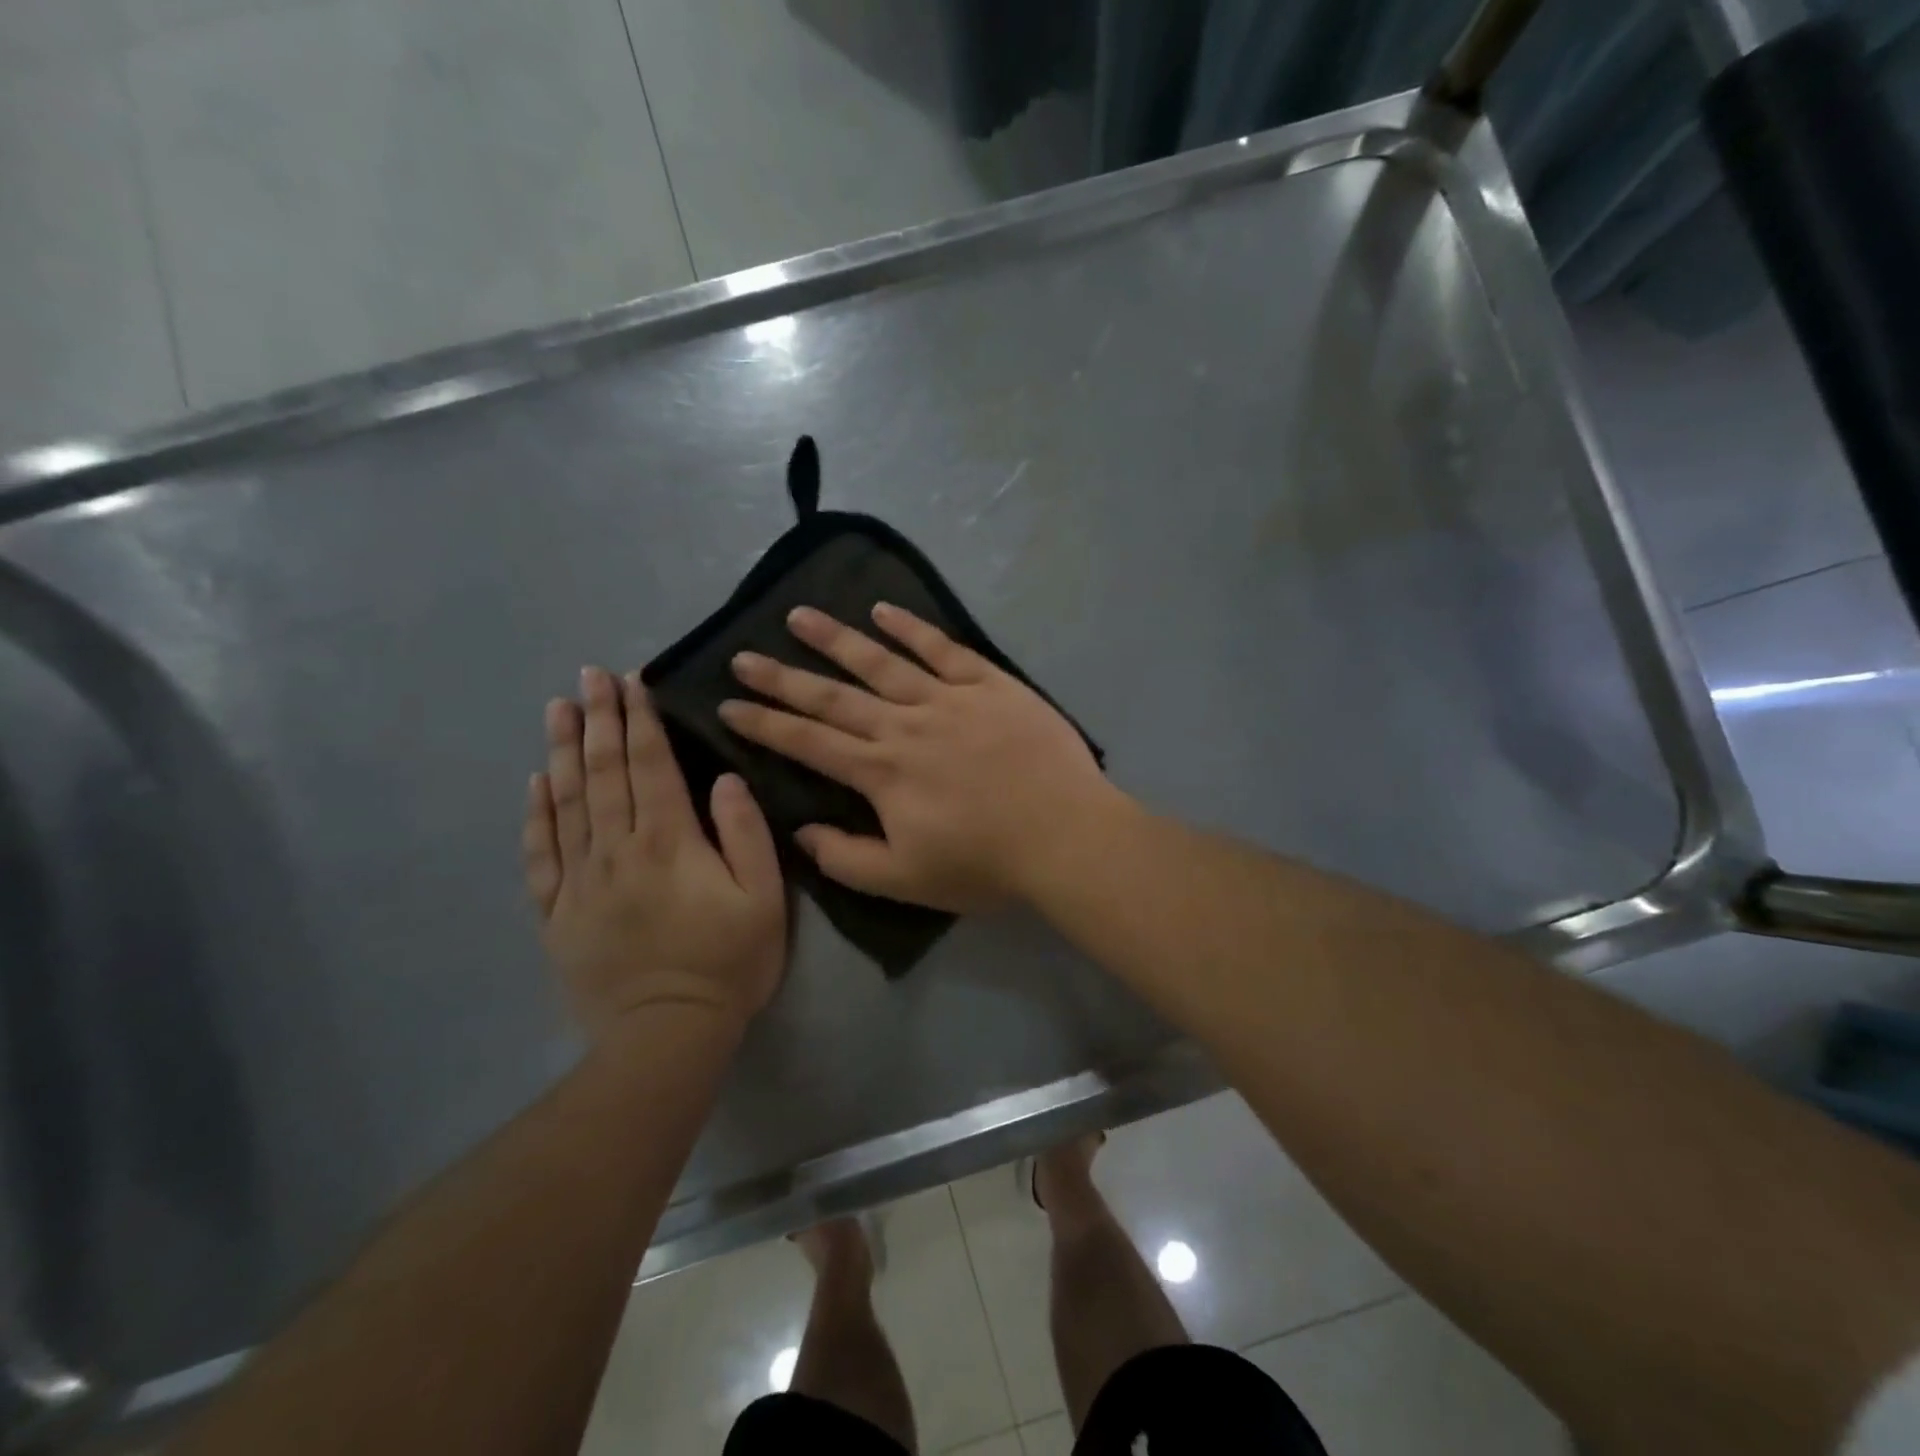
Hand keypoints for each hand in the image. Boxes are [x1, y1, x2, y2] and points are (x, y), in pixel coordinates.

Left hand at [525, 668, 785, 1042]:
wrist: (667, 1034)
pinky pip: (541, 854)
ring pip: (566, 802)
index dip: (640, 720)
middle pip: (603, 772)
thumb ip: (746, 834)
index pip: (650, 765)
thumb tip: (724, 779)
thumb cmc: (728, 962)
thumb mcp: (764, 898)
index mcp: (669, 841)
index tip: (630, 681)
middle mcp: (617, 849)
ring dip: (561, 751)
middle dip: (598, 719)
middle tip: (589, 676)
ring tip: (557, 709)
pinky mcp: (558, 913)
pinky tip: (534, 784)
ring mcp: (580, 880)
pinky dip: (536, 815)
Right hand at [718, 604, 1117, 912]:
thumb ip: (847, 858)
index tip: (728, 704)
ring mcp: (947, 699)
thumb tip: (802, 831)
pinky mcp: (989, 684)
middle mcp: (904, 725)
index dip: (765, 723)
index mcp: (881, 772)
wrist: (1065, 834)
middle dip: (783, 677)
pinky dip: (912, 628)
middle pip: (833, 696)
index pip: (808, 742)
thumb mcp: (906, 880)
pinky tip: (884, 610)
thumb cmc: (986, 864)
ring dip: (836, 638)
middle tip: (744, 655)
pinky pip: (943, 648)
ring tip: (800, 616)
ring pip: (880, 662)